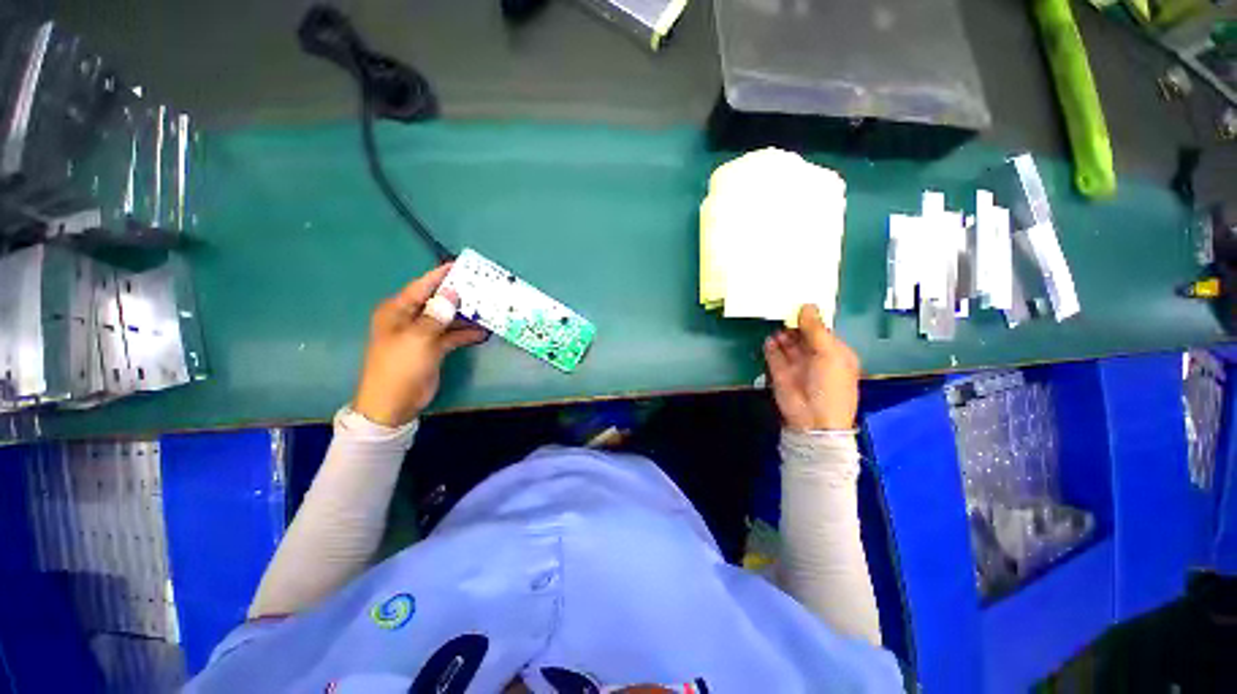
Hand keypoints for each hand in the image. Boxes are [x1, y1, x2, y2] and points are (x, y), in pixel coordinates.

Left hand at [352, 264, 488, 426]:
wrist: (394, 403)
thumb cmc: (400, 367)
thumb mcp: (417, 338)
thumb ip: (436, 315)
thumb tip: (452, 293)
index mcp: (398, 311)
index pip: (422, 287)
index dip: (441, 276)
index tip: (461, 266)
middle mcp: (410, 318)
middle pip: (438, 301)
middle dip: (459, 296)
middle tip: (484, 288)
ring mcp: (423, 334)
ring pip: (448, 318)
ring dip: (466, 315)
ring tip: (490, 308)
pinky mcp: (433, 348)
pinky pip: (453, 335)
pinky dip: (466, 333)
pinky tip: (483, 332)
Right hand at [763, 304, 859, 431]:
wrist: (814, 419)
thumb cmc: (831, 384)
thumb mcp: (829, 353)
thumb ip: (816, 329)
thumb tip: (807, 305)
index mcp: (834, 352)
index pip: (821, 330)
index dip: (811, 317)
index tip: (799, 301)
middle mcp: (814, 356)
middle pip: (802, 335)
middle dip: (793, 323)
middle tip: (782, 307)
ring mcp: (796, 364)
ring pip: (786, 343)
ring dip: (782, 334)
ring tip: (775, 322)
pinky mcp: (779, 372)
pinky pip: (773, 354)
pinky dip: (770, 346)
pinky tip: (770, 339)